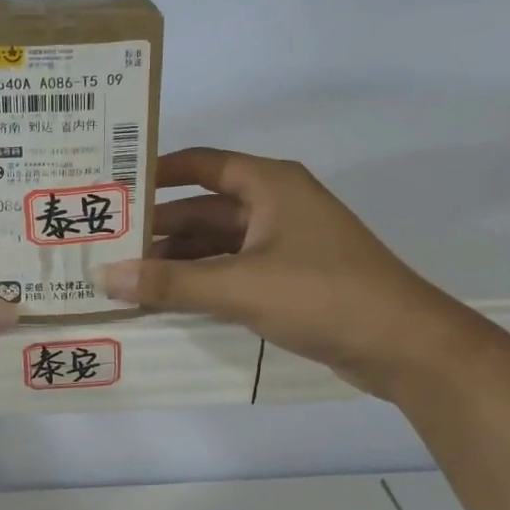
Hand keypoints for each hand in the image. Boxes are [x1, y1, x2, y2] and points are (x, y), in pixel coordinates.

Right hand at [98, 148, 486, 399]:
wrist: (403, 345)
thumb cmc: (323, 295)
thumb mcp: (240, 287)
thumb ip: (171, 284)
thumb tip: (106, 277)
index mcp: (269, 185)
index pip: (201, 164)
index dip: (156, 171)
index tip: (112, 186)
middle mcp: (275, 205)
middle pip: (203, 207)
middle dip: (158, 225)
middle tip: (106, 241)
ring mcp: (284, 243)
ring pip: (216, 243)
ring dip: (176, 259)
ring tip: (125, 276)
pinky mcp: (289, 278)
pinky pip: (231, 270)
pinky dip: (200, 281)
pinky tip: (166, 299)